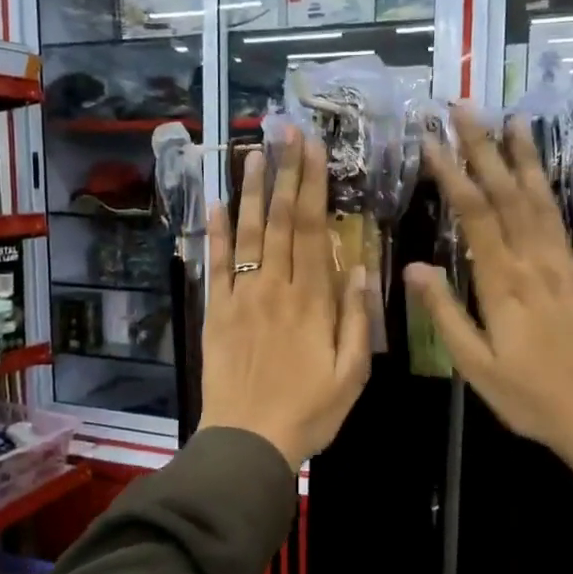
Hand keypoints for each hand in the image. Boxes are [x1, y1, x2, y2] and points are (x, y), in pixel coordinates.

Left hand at [199, 136, 370, 470]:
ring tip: (254, 153)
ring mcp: (242, 298)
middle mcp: (275, 289)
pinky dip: (215, 234)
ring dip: (250, 192)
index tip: (313, 149)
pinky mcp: (217, 313)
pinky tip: (215, 204)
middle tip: (285, 132)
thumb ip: (355, 318)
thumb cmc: (309, 412)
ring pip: (247, 234)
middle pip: (279, 221)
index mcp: (312, 301)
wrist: (248, 441)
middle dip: (284, 173)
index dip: (312, 186)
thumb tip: (357, 265)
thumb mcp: (351, 373)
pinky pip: (217, 266)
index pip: (311, 230)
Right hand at [404, 109, 572, 473]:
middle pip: (507, 194)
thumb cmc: (531, 397)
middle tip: (465, 108)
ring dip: (528, 158)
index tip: (432, 138)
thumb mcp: (475, 364)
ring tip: (515, 119)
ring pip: (545, 201)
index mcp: (502, 283)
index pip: (473, 214)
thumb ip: (444, 312)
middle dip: (484, 148)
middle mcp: (536, 262)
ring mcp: (570, 266)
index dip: (452, 172)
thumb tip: (412, 267)